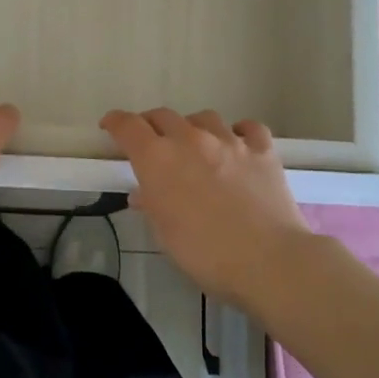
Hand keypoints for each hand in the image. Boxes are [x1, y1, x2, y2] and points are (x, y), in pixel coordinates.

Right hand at [101, 108, 311, 307]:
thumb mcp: (165, 235)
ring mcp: (230, 141)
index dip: (115, 123)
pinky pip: (248, 128)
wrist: (268, 261)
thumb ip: (152, 205)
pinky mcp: (262, 150)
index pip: (128, 126)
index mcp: (158, 159)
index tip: (110, 127)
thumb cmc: (205, 254)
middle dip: (152, 126)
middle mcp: (190, 139)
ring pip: (204, 117)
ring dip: (193, 127)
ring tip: (196, 146)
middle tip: (152, 143)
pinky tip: (238, 145)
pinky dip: (239, 132)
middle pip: (163, 116)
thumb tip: (144, 193)